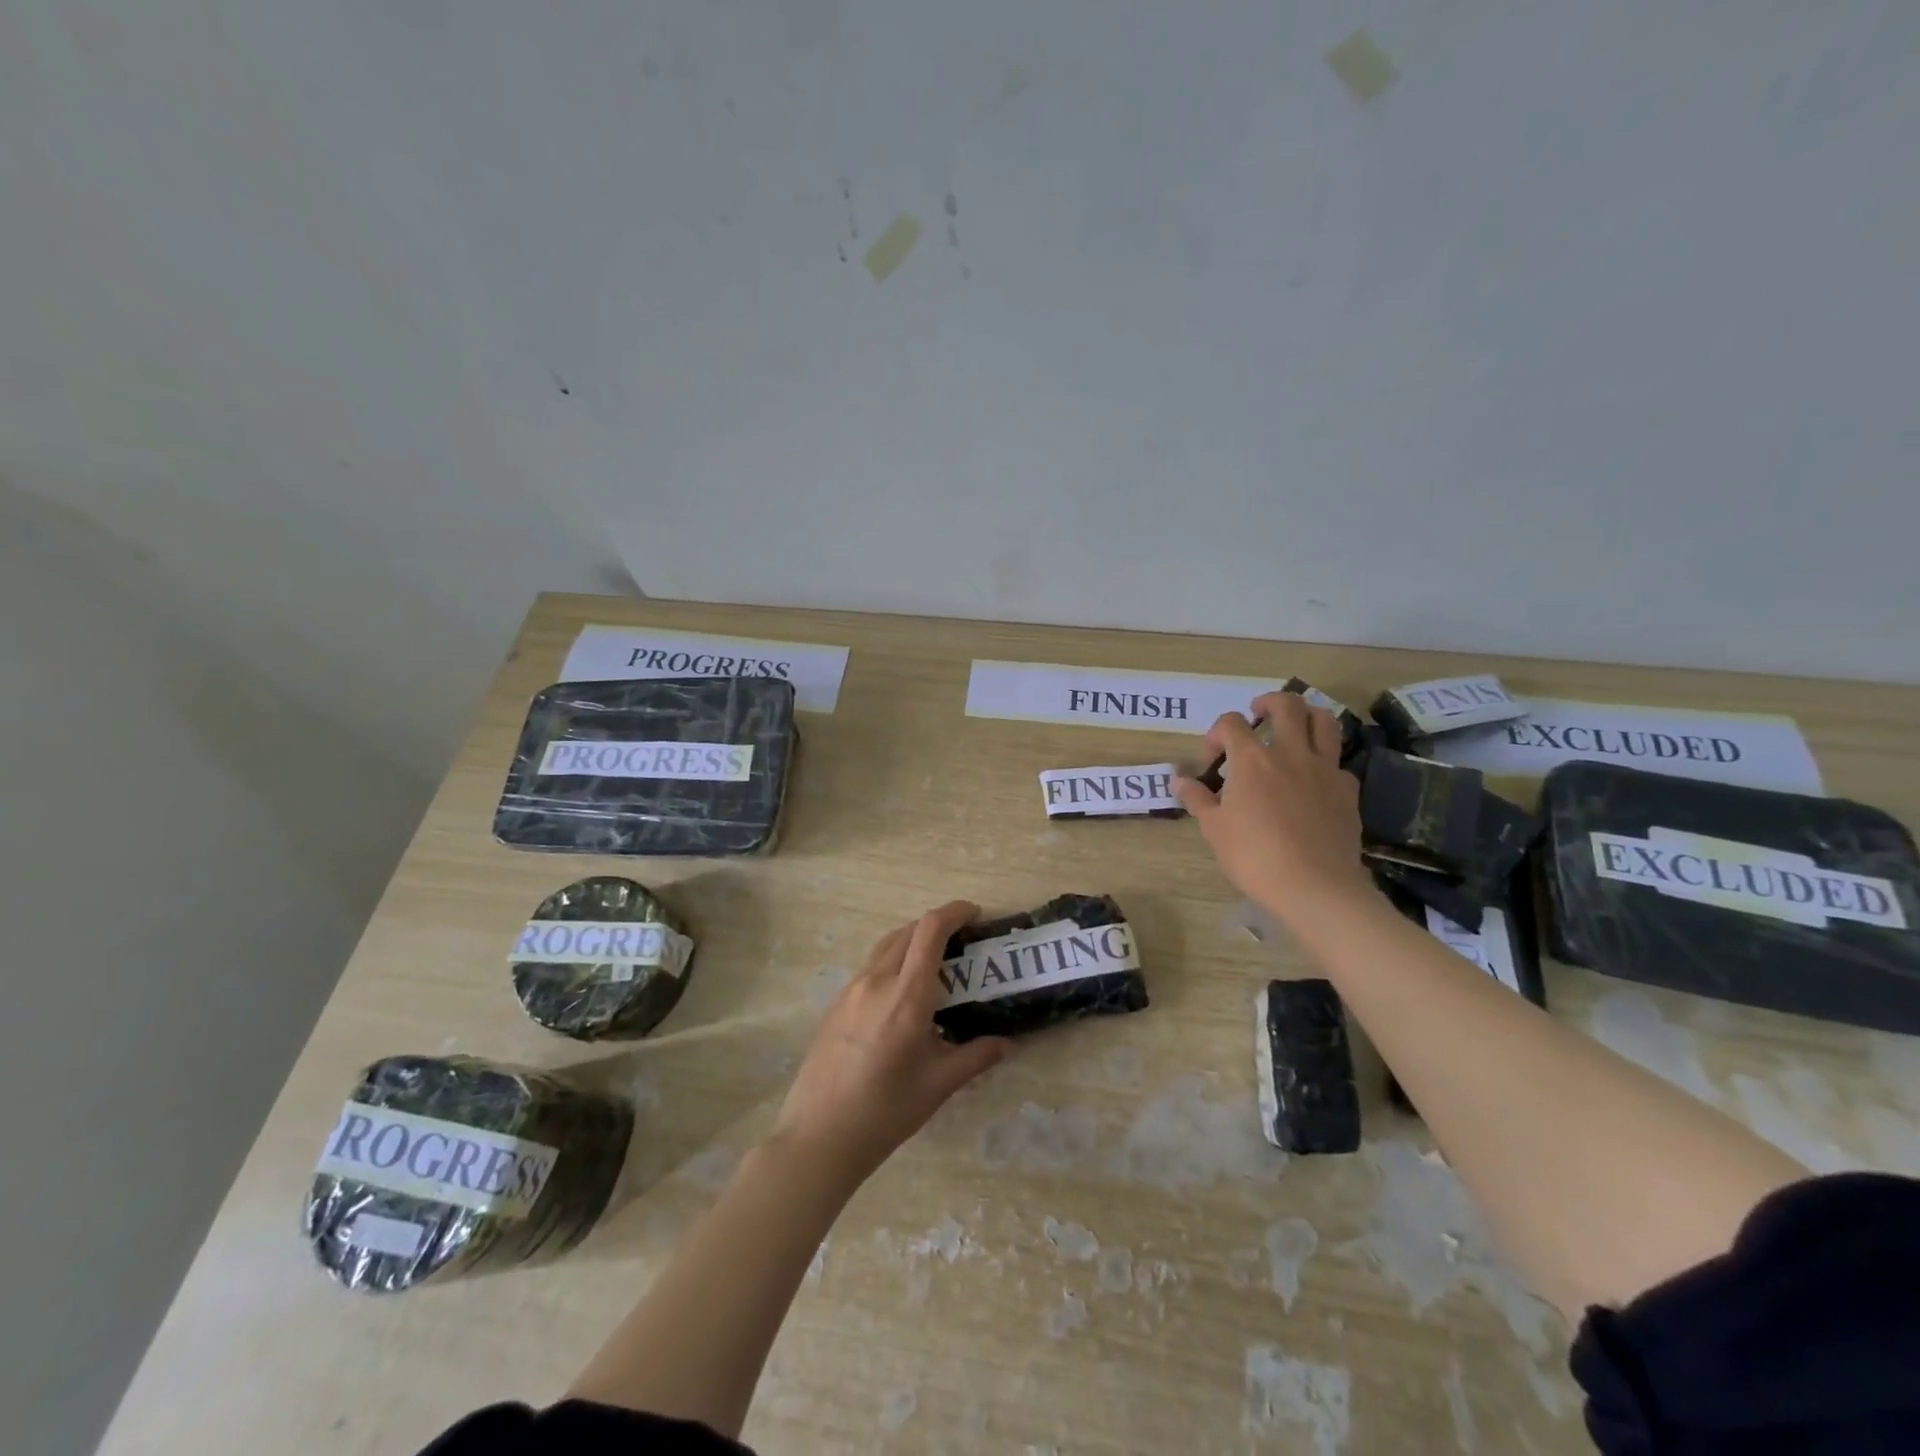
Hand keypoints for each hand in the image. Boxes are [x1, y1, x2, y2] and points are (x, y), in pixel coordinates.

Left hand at [772, 900, 1011, 1184]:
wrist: (818, 1137)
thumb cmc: (885, 1112)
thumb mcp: (938, 1085)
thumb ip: (976, 1057)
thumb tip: (1006, 1043)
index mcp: (906, 995)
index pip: (930, 930)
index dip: (955, 912)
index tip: (975, 915)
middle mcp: (876, 981)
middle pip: (909, 931)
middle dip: (938, 926)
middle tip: (962, 945)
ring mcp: (851, 989)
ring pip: (887, 946)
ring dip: (913, 942)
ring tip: (934, 967)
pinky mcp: (836, 1003)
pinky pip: (870, 967)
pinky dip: (893, 963)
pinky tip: (901, 997)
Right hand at [1174, 693, 1374, 926]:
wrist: (1314, 886)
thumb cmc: (1253, 856)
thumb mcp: (1214, 829)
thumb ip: (1197, 798)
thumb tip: (1179, 780)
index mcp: (1252, 759)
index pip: (1232, 723)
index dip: (1217, 733)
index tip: (1212, 758)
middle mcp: (1291, 753)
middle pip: (1287, 705)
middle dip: (1269, 702)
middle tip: (1258, 714)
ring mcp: (1325, 769)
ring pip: (1324, 721)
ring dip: (1306, 716)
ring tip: (1294, 728)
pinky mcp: (1348, 790)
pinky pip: (1337, 761)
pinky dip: (1324, 760)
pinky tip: (1314, 779)